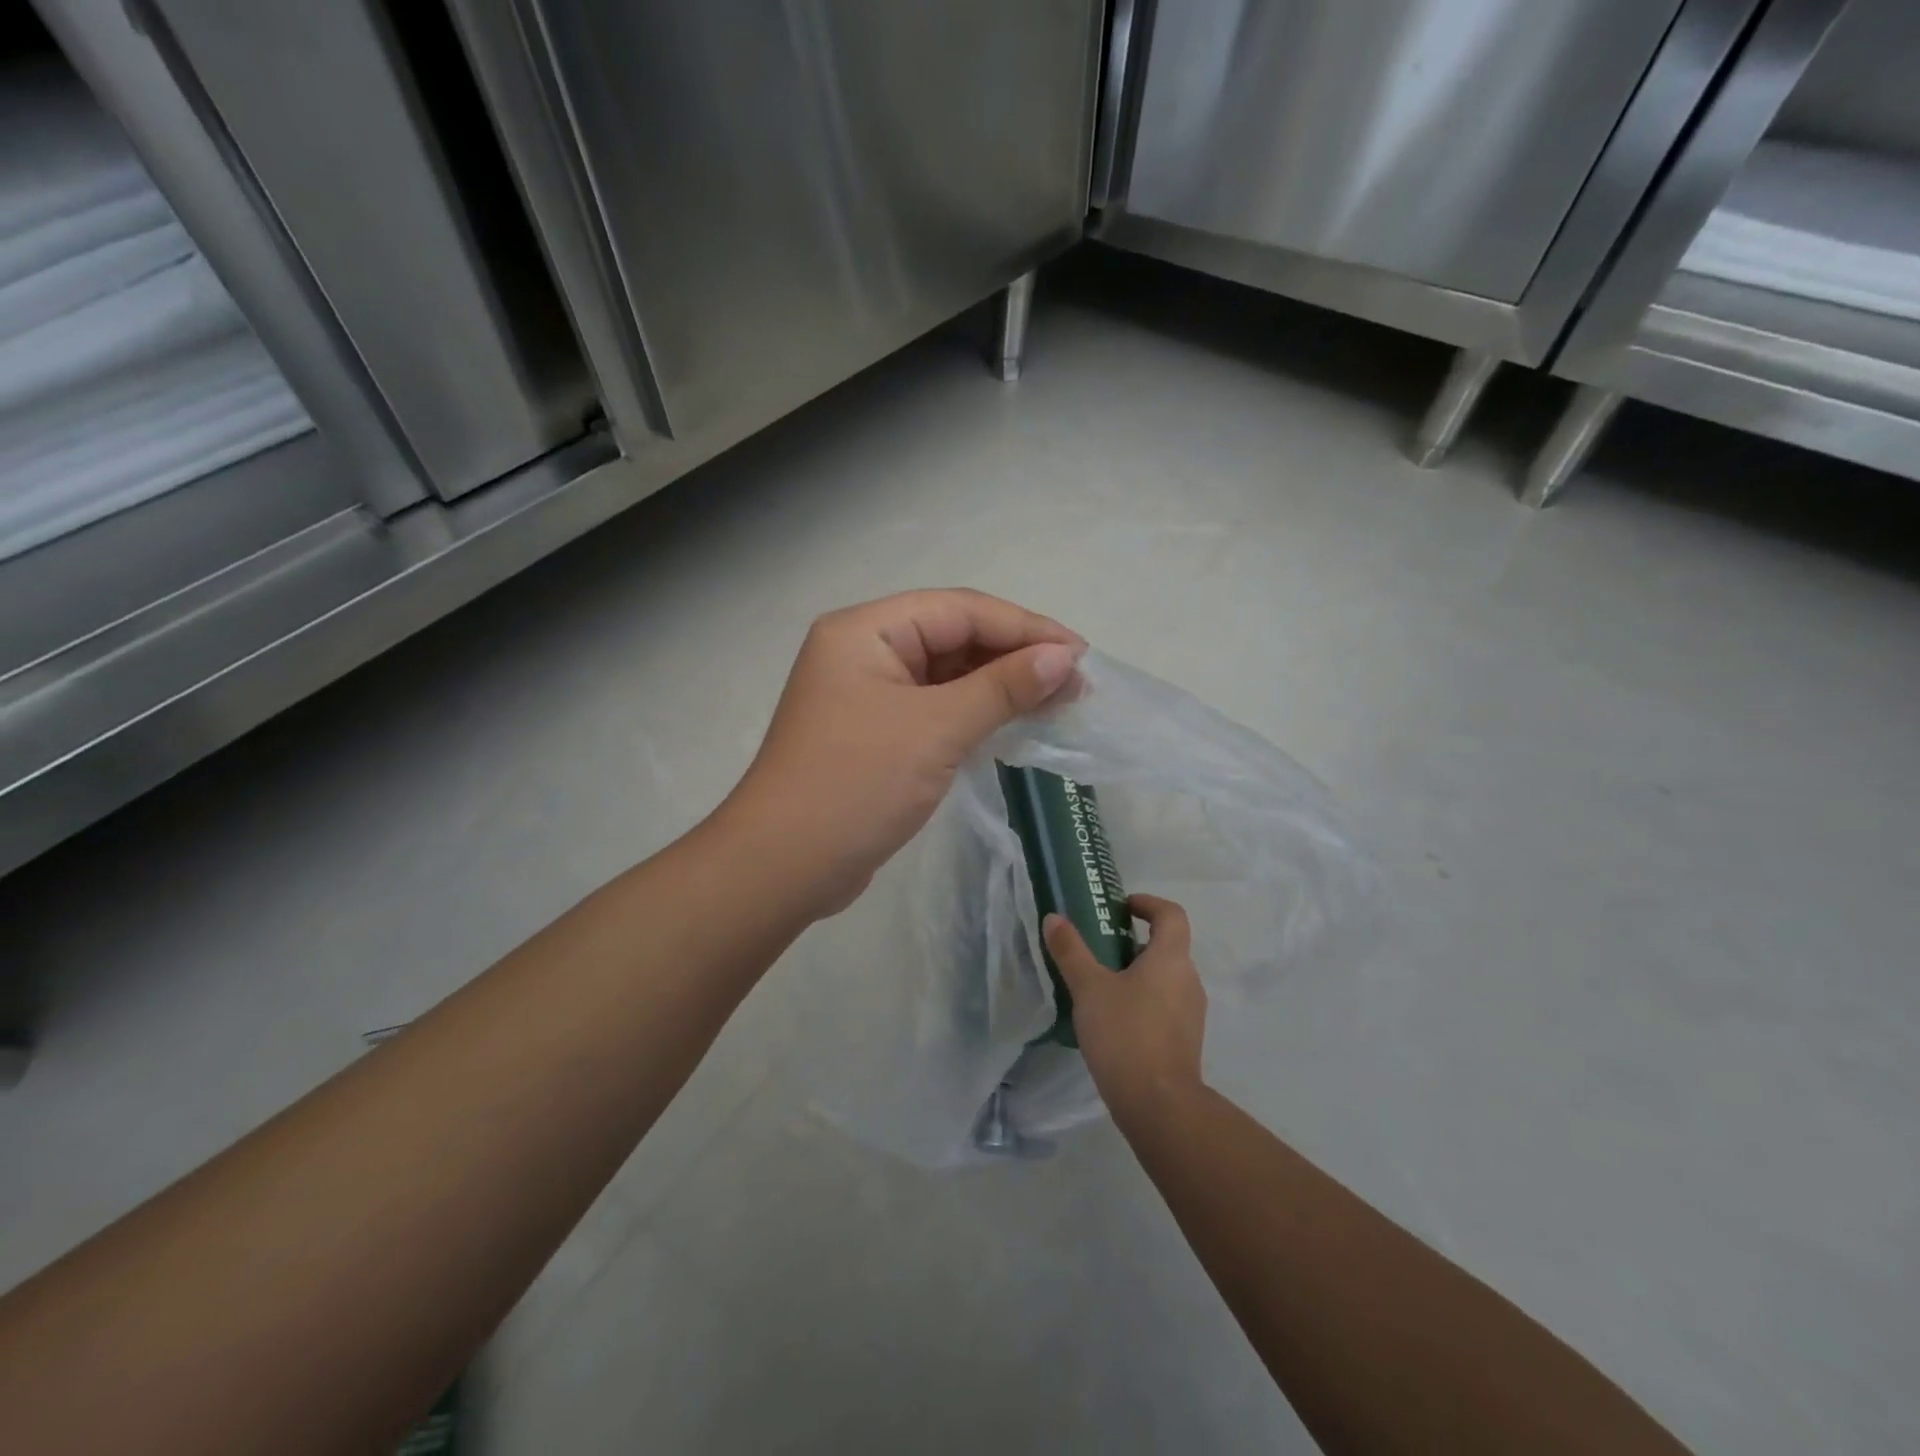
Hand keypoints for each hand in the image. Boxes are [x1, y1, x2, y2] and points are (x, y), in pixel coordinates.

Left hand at [723, 589, 1082, 916]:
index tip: (1080, 654)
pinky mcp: (875, 734)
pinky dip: (974, 714)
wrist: (784, 867)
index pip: (959, 610)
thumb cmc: (856, 784)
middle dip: (1015, 657)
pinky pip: (935, 709)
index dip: (1024, 627)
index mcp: (866, 630)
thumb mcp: (935, 729)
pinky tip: (1014, 724)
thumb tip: (1063, 658)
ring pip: (946, 676)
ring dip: (999, 687)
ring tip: (1057, 702)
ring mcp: (867, 695)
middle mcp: (863, 651)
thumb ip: (1002, 687)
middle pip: (953, 637)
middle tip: (1075, 684)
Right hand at [1046, 895, 1207, 1125]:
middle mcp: (1188, 979)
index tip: (1121, 907)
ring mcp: (1191, 1013)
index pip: (1172, 914)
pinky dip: (1143, 1001)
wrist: (1159, 1105)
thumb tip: (1054, 918)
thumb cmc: (1125, 1034)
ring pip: (1165, 978)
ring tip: (1100, 987)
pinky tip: (1113, 1021)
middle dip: (1134, 942)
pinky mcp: (1185, 1040)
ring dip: (1138, 974)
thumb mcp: (1089, 988)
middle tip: (1098, 949)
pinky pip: (1165, 1006)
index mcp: (1171, 958)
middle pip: (1167, 946)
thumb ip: (1071, 950)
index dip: (1148, 903)